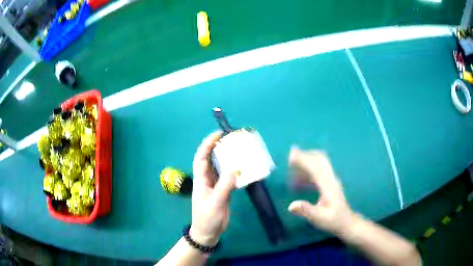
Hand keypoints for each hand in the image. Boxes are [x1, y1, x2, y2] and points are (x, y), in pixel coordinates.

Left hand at [190, 132, 236, 245]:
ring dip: (227, 158)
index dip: (207, 145)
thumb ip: (224, 187)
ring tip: (239, 149)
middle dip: (218, 148)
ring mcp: (215, 185)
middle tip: (231, 139)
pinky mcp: (222, 191)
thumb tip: (234, 169)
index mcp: (201, 181)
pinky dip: (234, 171)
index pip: (201, 158)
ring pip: (220, 168)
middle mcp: (207, 180)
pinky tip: (243, 167)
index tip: (217, 135)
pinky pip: (228, 177)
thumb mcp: (216, 203)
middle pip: (211, 160)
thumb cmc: (207, 219)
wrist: (208, 233)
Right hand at [288, 147, 356, 234]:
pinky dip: (308, 171)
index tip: (290, 156)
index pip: (315, 167)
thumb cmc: (333, 221)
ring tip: (291, 171)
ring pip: (319, 163)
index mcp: (328, 185)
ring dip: (306, 163)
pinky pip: (319, 171)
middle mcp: (330, 179)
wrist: (347, 223)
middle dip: (305, 156)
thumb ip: (306, 211)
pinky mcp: (330, 184)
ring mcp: (331, 180)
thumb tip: (291, 205)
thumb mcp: (319, 218)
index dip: (303, 159)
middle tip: (290, 159)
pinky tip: (299, 182)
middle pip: (319, 159)